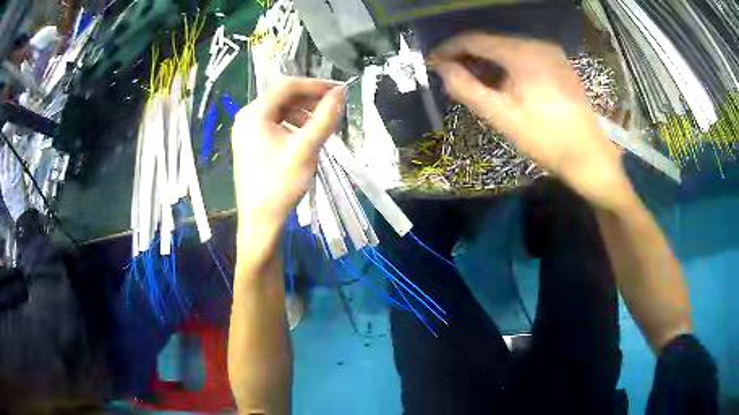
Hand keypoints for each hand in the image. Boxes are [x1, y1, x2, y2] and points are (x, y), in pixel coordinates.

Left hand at [232, 77, 343, 229]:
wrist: (260, 221)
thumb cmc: (281, 184)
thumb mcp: (307, 148)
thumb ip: (325, 117)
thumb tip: (340, 93)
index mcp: (254, 113)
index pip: (288, 86)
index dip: (316, 85)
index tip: (339, 91)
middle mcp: (246, 118)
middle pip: (282, 97)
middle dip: (309, 99)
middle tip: (333, 107)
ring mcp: (246, 132)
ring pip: (279, 112)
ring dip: (302, 113)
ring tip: (322, 124)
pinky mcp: (250, 145)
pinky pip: (274, 126)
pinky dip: (292, 126)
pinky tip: (306, 137)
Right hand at [430, 34, 627, 208]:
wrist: (589, 156)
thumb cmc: (546, 139)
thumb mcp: (502, 117)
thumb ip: (467, 89)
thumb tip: (441, 69)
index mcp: (522, 54)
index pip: (474, 39)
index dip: (450, 49)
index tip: (434, 63)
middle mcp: (537, 44)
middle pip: (492, 42)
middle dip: (468, 57)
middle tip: (453, 78)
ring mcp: (551, 52)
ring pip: (507, 48)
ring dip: (487, 62)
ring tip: (475, 83)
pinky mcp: (558, 63)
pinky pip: (524, 56)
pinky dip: (506, 65)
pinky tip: (502, 83)